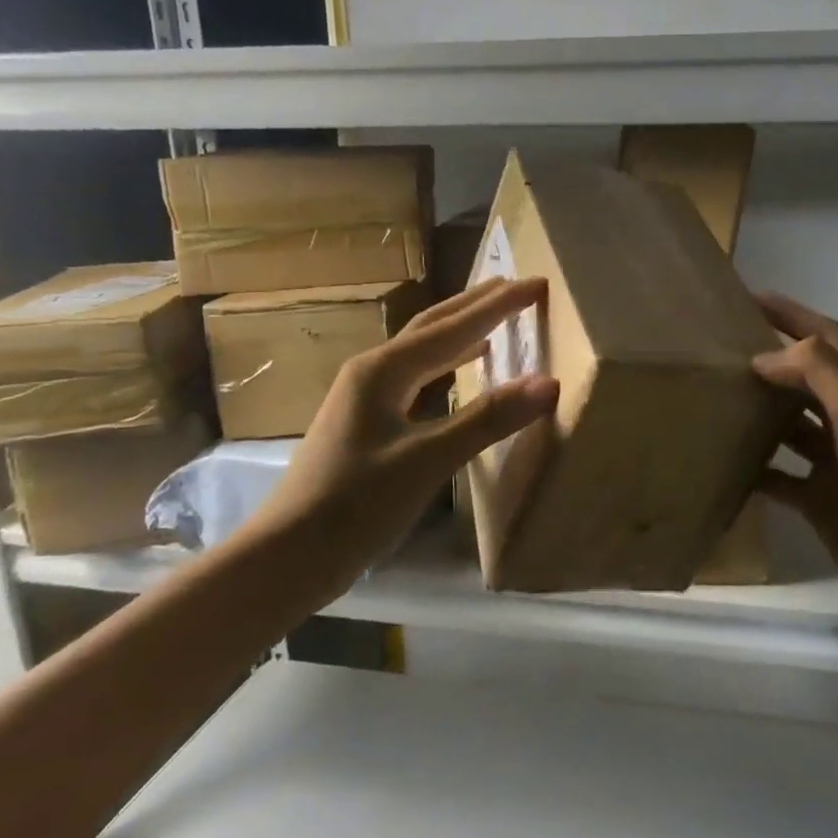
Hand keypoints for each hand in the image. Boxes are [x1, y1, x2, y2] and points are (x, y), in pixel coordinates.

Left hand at [238, 278, 557, 588]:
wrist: (289, 554)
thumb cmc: (356, 504)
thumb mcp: (428, 459)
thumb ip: (488, 418)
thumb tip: (548, 382)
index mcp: (383, 370)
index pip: (453, 327)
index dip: (498, 305)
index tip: (537, 282)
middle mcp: (373, 372)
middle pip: (432, 327)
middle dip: (475, 305)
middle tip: (516, 286)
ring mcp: (366, 398)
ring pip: (424, 352)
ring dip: (461, 332)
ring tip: (495, 319)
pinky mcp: (368, 424)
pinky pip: (418, 379)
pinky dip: (448, 366)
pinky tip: (463, 372)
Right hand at [752, 294, 837, 634]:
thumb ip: (816, 371)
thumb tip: (764, 357)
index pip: (826, 335)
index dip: (791, 313)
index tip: (746, 297)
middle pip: (806, 376)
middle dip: (769, 358)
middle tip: (718, 347)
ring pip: (790, 425)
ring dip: (758, 411)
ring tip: (713, 398)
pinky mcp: (822, 500)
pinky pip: (781, 477)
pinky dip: (755, 469)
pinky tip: (722, 463)